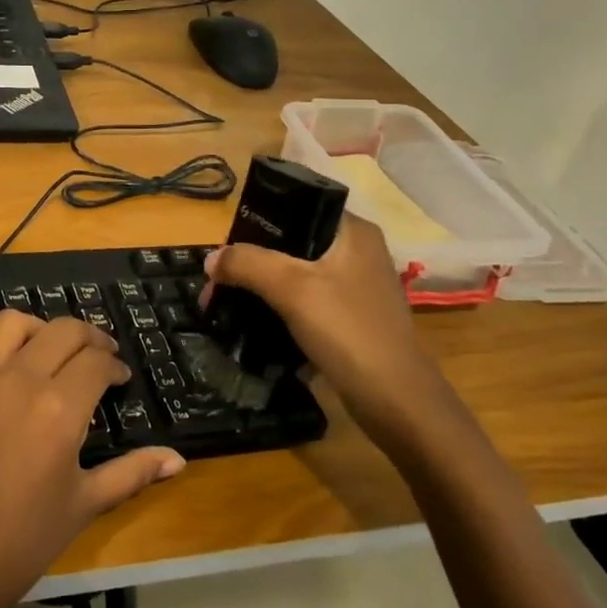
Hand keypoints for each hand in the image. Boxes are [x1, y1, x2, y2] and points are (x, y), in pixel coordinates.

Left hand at [0, 312, 184, 607]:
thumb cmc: (19, 542)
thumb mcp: (83, 505)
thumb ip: (131, 472)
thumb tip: (177, 460)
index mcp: (59, 409)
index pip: (97, 362)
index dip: (114, 365)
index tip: (118, 378)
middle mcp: (17, 379)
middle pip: (62, 331)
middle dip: (89, 338)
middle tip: (96, 356)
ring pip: (12, 323)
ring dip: (39, 330)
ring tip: (48, 351)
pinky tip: (4, 373)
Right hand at [202, 211, 462, 460]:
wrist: (396, 401)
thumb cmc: (347, 331)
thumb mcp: (291, 288)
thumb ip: (247, 264)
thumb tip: (210, 259)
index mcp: (352, 231)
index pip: (295, 207)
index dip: (254, 224)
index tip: (224, 250)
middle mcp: (357, 252)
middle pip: (290, 244)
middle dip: (250, 263)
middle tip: (217, 285)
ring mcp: (356, 287)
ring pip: (295, 275)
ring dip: (261, 288)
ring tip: (227, 304)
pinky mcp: (351, 318)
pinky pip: (305, 302)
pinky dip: (279, 309)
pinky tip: (254, 323)